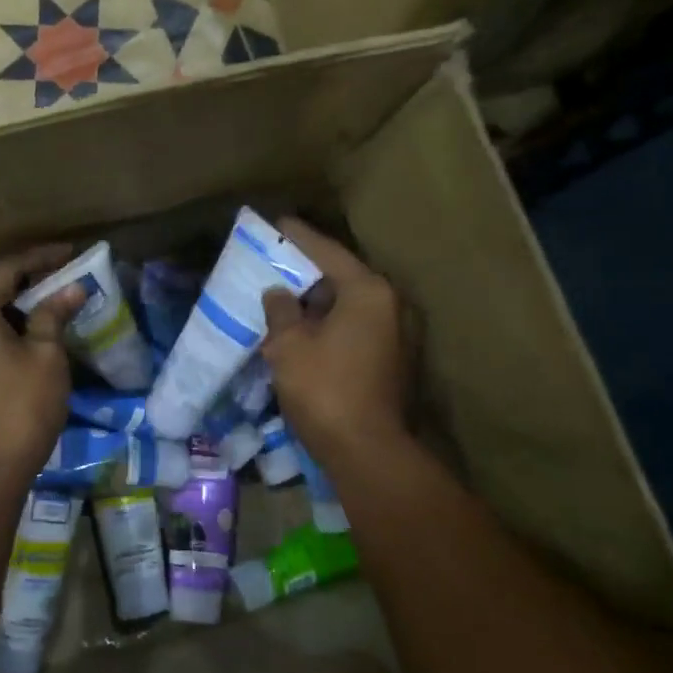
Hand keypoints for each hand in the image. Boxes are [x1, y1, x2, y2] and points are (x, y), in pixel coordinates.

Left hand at [0, 246, 84, 479]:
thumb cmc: (21, 404)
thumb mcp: (46, 354)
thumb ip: (54, 314)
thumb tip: (72, 289)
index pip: (7, 268)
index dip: (42, 258)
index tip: (72, 252)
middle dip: (28, 278)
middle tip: (64, 272)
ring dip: (16, 302)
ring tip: (52, 297)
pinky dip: (3, 324)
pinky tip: (30, 328)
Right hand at [260, 218, 407, 464]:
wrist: (367, 451)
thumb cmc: (325, 389)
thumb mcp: (290, 345)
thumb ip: (281, 311)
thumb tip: (278, 294)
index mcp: (368, 292)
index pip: (328, 253)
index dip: (299, 237)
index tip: (278, 222)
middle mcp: (390, 306)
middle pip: (342, 278)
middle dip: (307, 272)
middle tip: (276, 262)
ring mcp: (396, 336)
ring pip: (348, 307)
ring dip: (317, 304)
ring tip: (283, 299)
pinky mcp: (392, 362)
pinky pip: (354, 329)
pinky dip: (329, 325)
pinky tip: (302, 332)